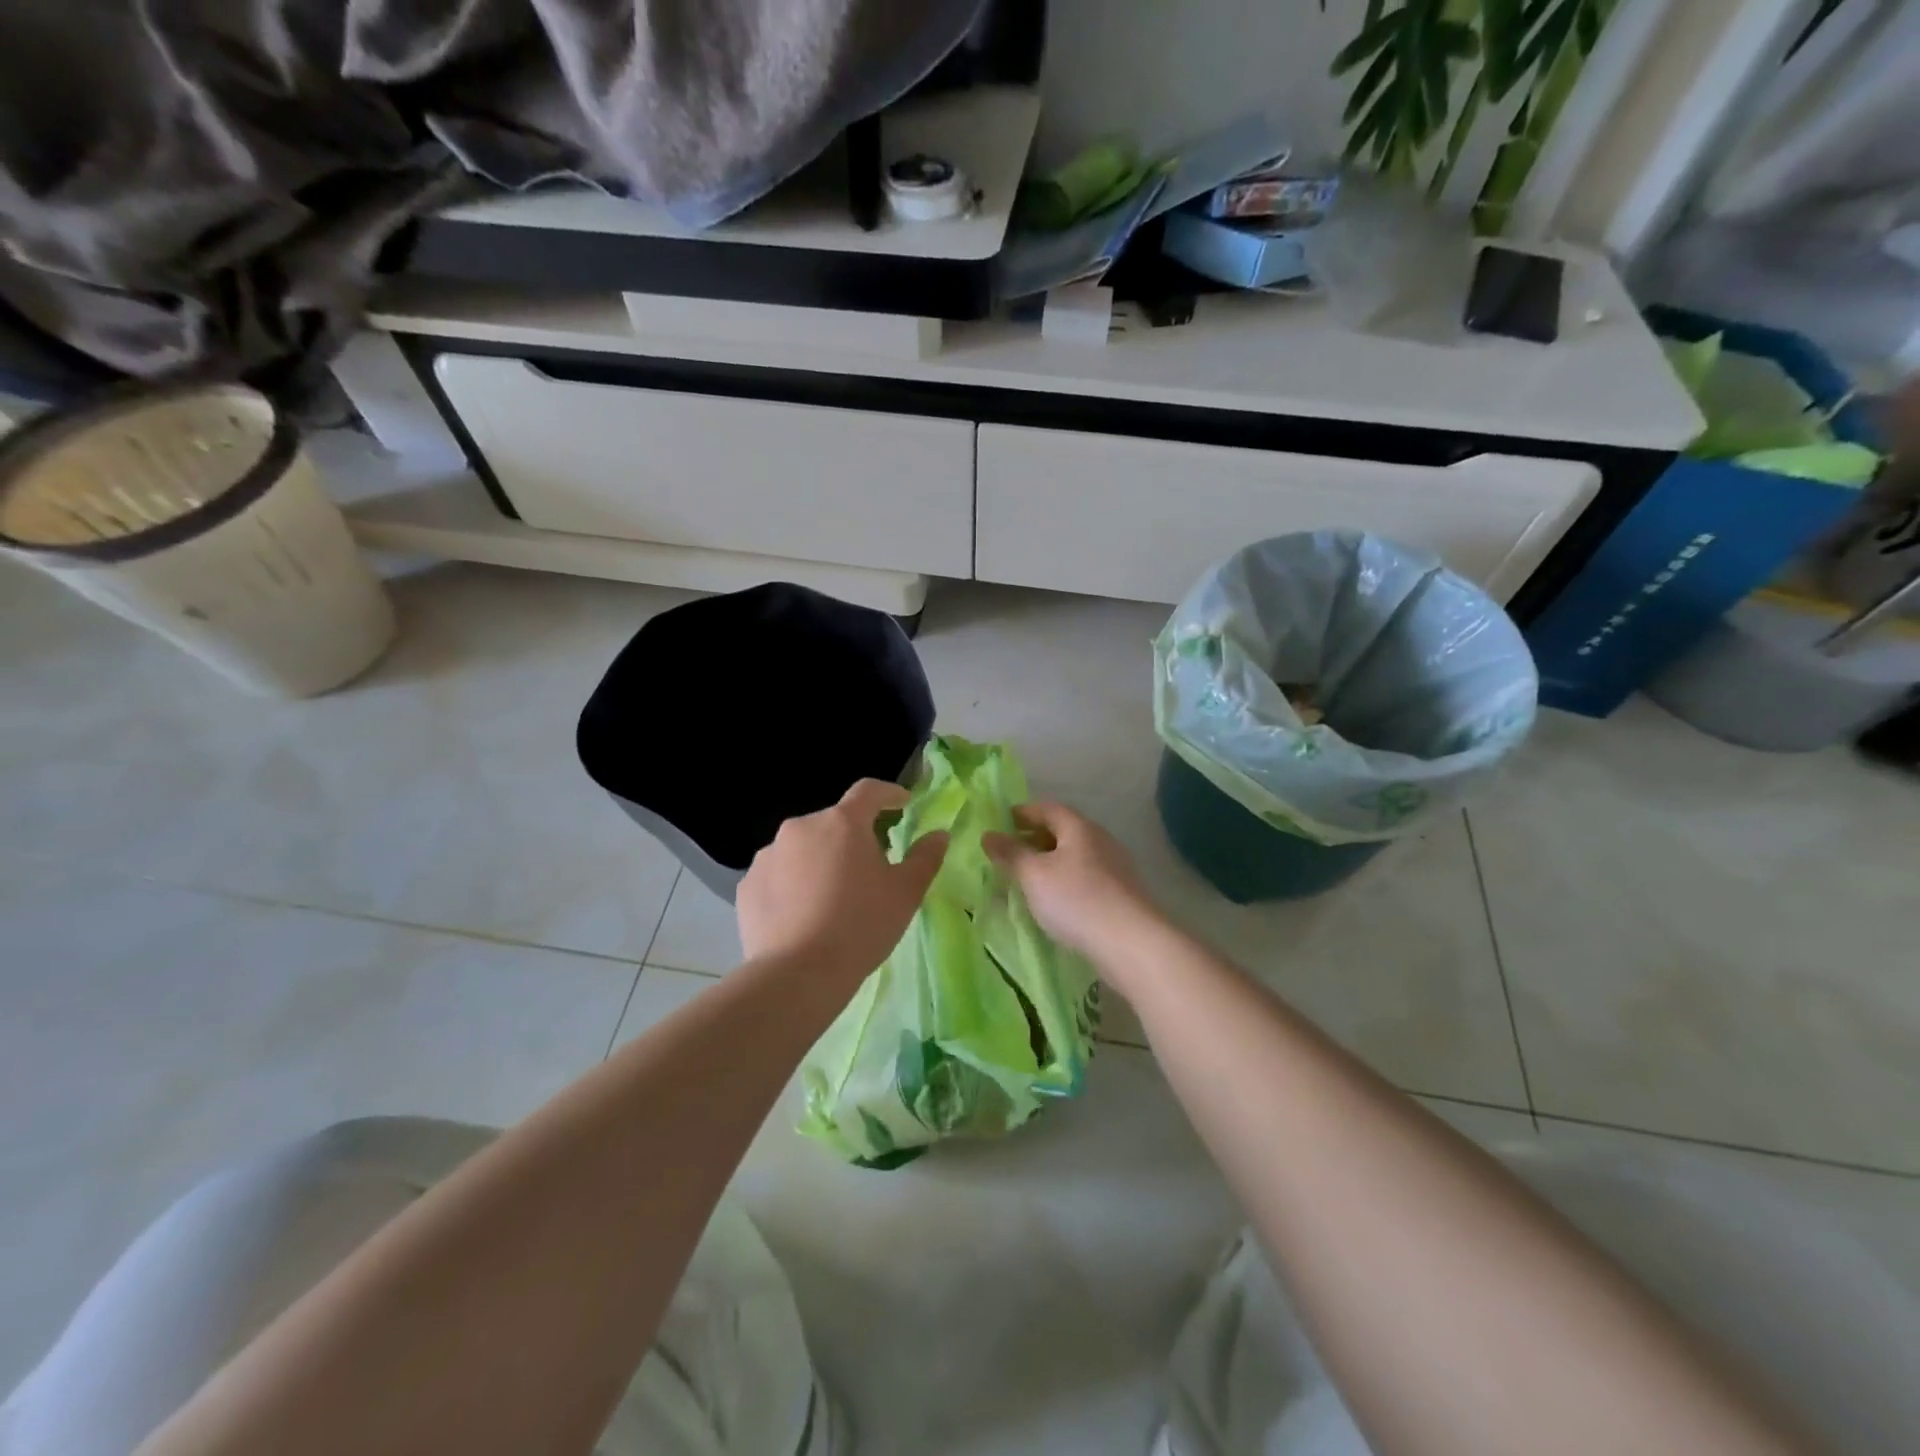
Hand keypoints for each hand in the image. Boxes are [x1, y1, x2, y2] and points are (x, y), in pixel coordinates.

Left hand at [737, 779, 947, 983]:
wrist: (797, 975)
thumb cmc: (861, 926)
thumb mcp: (905, 893)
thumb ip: (925, 857)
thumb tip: (938, 835)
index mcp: (842, 822)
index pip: (869, 791)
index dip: (889, 793)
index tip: (902, 804)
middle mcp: (801, 827)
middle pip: (834, 823)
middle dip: (853, 838)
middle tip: (870, 869)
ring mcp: (768, 855)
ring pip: (803, 849)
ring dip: (820, 861)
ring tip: (832, 898)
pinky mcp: (748, 885)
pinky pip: (778, 875)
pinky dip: (793, 885)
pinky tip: (803, 915)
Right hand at [984, 801, 1162, 970]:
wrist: (1130, 943)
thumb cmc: (1076, 899)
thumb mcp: (1033, 875)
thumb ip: (1010, 853)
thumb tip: (988, 834)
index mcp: (1079, 828)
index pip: (1047, 808)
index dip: (1022, 813)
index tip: (1000, 823)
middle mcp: (1100, 841)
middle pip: (1062, 832)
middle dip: (1033, 840)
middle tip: (1008, 854)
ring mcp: (1114, 868)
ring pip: (1073, 858)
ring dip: (1048, 864)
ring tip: (1025, 881)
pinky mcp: (1120, 895)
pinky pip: (1083, 879)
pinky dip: (1062, 883)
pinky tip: (1051, 903)